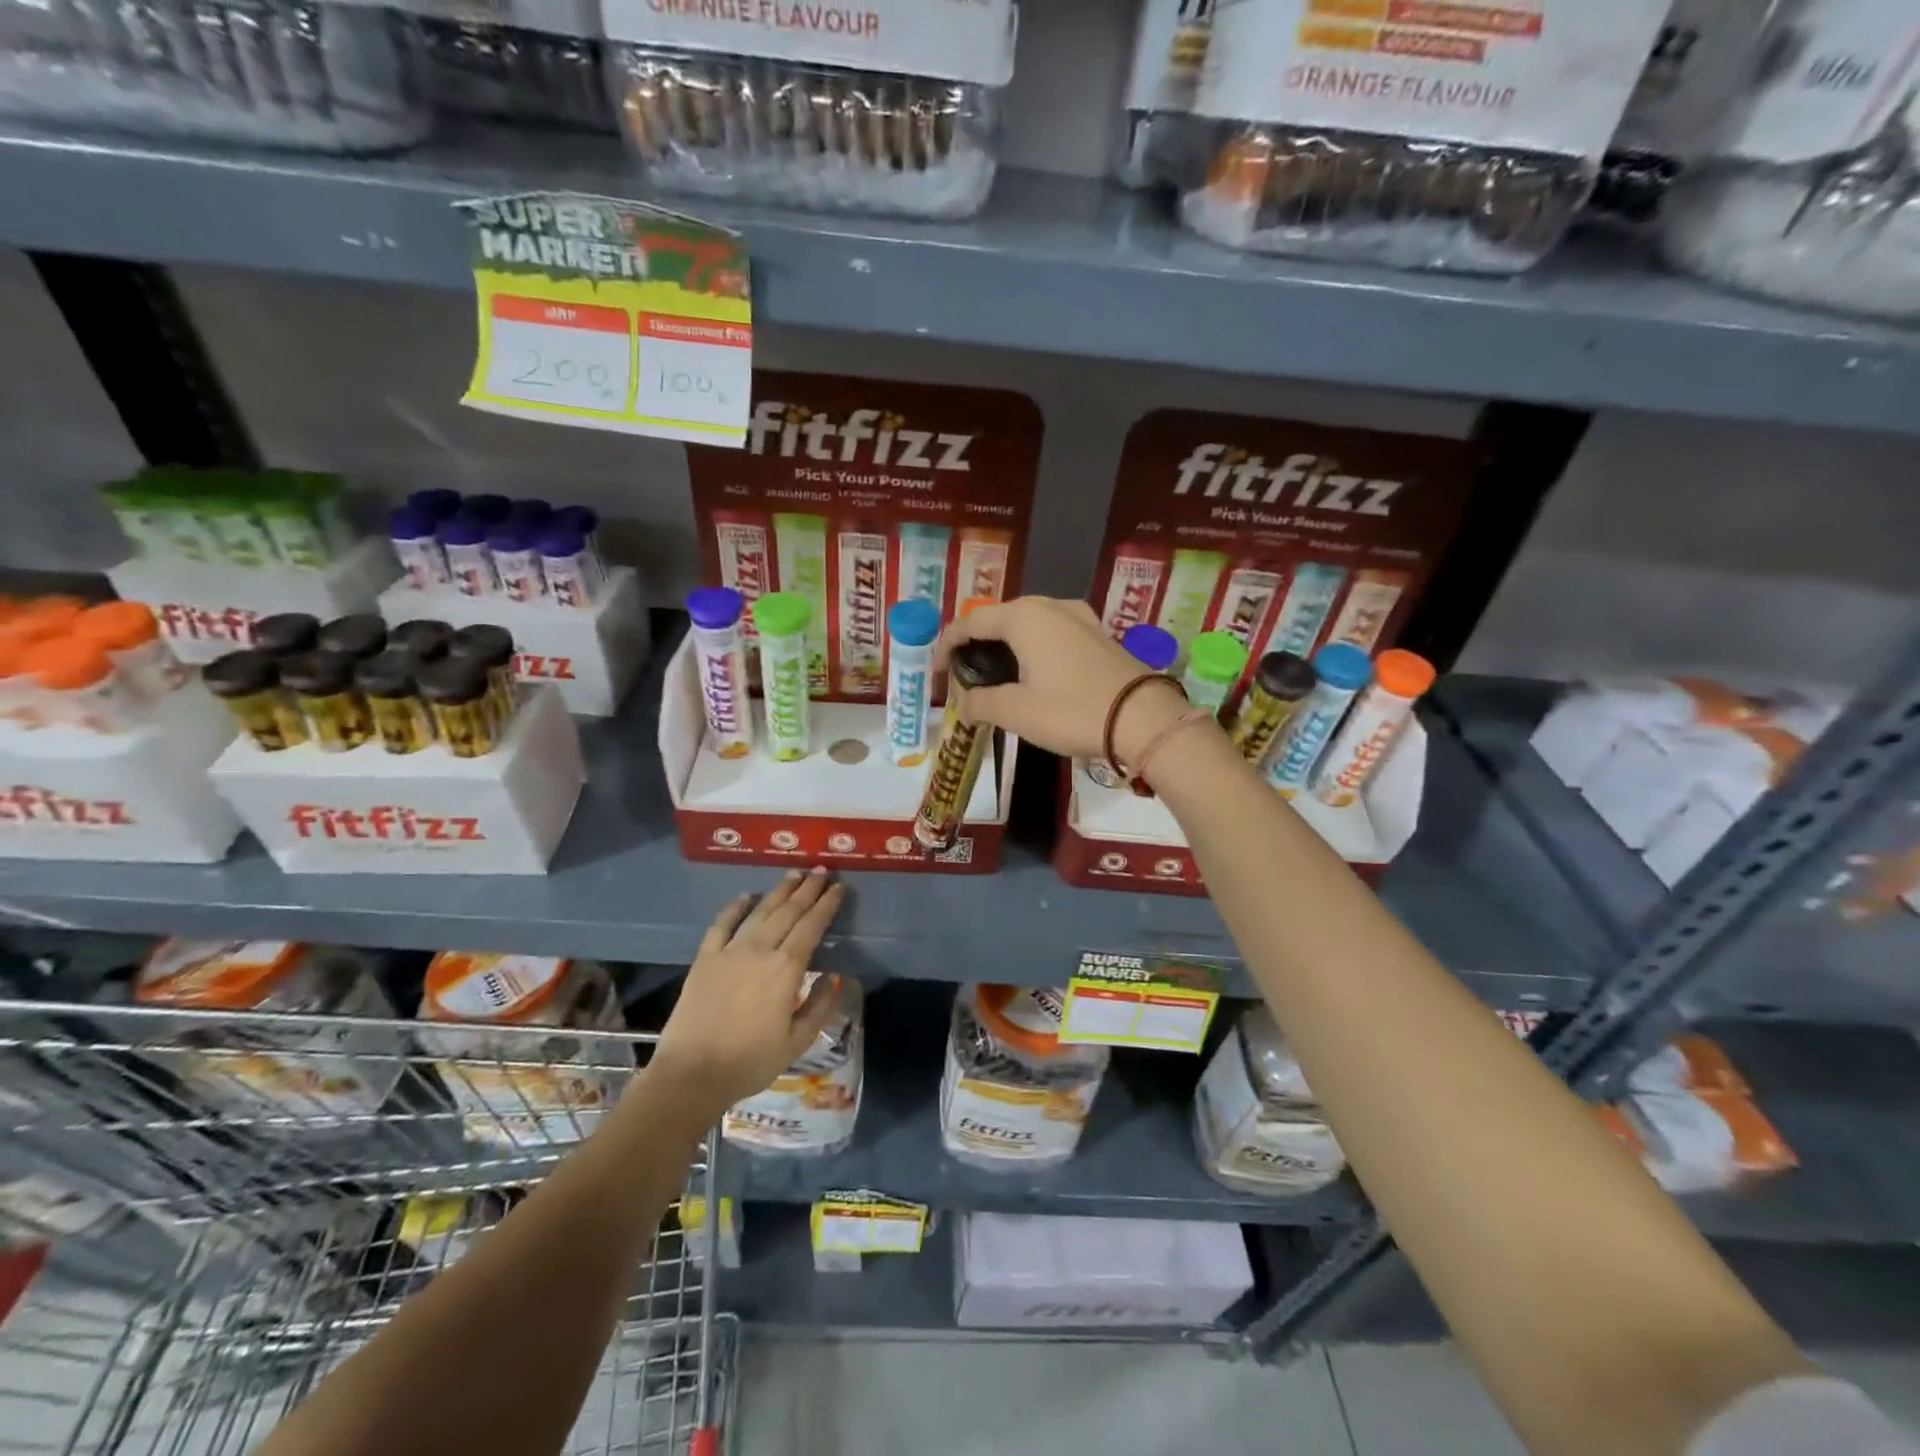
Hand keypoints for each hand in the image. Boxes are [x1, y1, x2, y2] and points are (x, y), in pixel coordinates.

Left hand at [649, 869, 846, 1119]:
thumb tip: (835, 976)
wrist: (692, 1074)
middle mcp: (760, 950)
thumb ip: (820, 1005)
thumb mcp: (798, 1041)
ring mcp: (729, 951)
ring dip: (779, 891)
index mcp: (786, 969)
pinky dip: (735, 907)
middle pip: (788, 911)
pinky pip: (722, 924)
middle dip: (808, 889)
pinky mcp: (705, 958)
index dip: (827, 904)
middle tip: (822, 870)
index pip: (812, 926)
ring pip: (760, 911)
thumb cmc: (750, 1062)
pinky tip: (746, 896)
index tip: (839, 888)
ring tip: (794, 874)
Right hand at [936, 596, 1186, 762]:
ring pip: (1029, 623)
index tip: (936, 671)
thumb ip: (980, 702)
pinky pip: (1052, 632)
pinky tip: (1034, 672)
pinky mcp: (1098, 633)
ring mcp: (1079, 617)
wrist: (1143, 719)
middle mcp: (1050, 606)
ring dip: (1007, 645)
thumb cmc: (1072, 710)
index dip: (946, 644)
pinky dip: (1033, 648)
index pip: (971, 621)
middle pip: (1000, 618)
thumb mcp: (1016, 711)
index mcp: (1024, 617)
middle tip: (965, 673)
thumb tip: (964, 704)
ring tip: (996, 674)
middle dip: (977, 643)